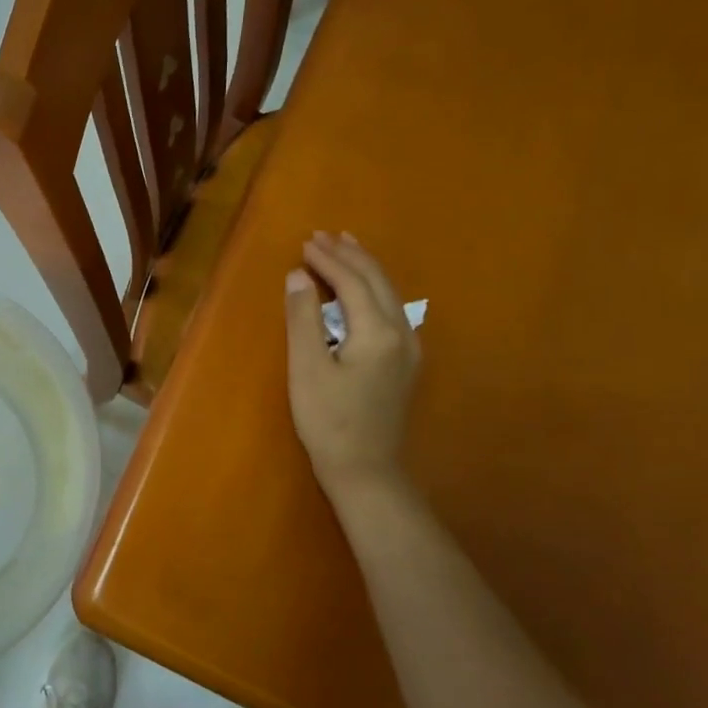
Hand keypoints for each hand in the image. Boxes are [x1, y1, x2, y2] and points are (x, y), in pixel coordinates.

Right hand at [285, 231, 420, 495]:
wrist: (366, 470)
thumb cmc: (328, 421)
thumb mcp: (307, 368)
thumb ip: (303, 318)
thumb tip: (297, 275)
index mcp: (377, 331)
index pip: (352, 281)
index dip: (328, 260)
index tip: (305, 242)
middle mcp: (402, 332)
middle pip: (377, 280)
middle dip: (350, 254)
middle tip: (323, 236)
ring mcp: (409, 348)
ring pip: (389, 293)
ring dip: (364, 268)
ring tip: (345, 248)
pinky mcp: (405, 363)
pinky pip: (391, 309)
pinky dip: (373, 289)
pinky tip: (363, 289)